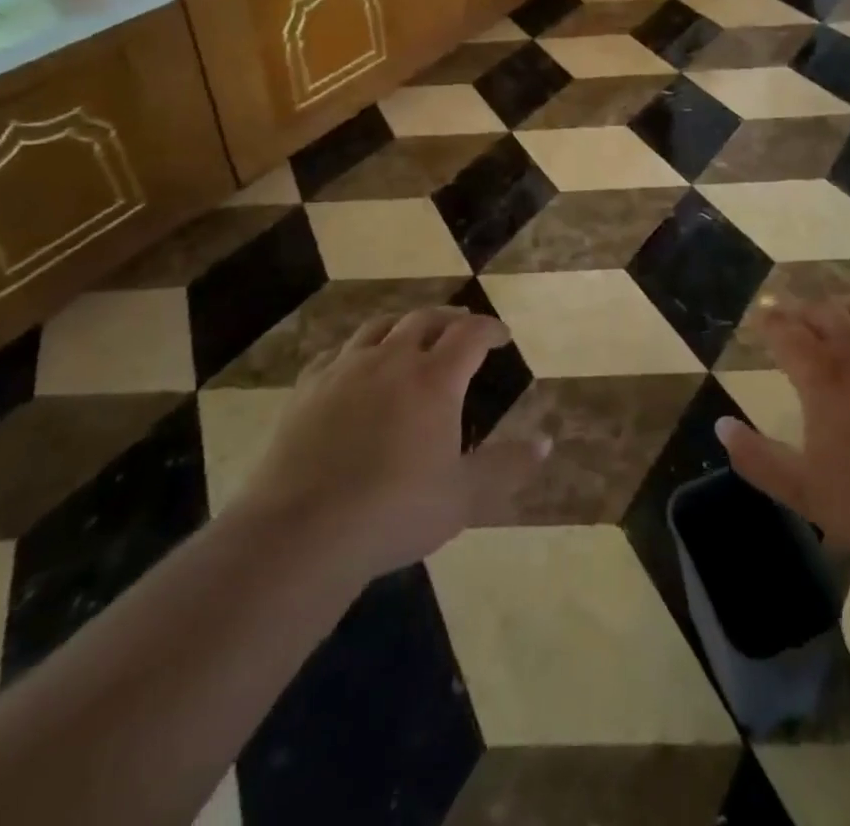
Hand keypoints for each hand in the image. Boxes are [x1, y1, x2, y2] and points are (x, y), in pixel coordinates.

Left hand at [233, 308, 548, 577]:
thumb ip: (506, 466)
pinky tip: (355, 364)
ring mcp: (345, 369)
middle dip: (450, 318)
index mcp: (435, 379)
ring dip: (404, 324)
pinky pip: (337, 352)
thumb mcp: (463, 496)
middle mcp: (392, 360)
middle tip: (462, 326)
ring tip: (412, 333)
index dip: (490, 329)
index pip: (470, 335)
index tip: (502, 335)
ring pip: (380, 326)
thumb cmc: (395, 511)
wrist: (303, 531)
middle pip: (425, 319)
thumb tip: (546, 442)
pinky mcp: (308, 387)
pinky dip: (357, 349)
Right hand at [715, 299, 849, 566]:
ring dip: (844, 307)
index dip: (770, 321)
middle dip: (803, 309)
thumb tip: (722, 427)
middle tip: (792, 316)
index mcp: (823, 375)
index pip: (787, 332)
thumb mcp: (805, 490)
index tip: (760, 316)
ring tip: (836, 313)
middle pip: (825, 312)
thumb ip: (759, 458)